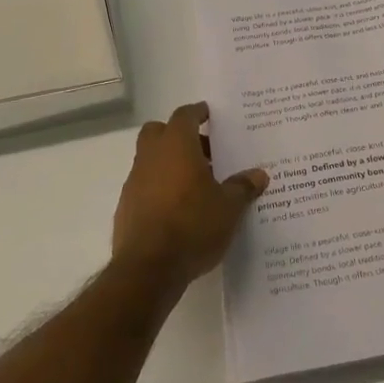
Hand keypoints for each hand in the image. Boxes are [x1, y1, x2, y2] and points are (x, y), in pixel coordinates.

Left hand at [112, 102, 266, 284]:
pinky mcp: (125, 208)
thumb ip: (243, 187)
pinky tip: (178, 210)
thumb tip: (259, 175)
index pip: (185, 115)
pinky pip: (144, 186)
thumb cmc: (193, 226)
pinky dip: (159, 188)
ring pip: (150, 159)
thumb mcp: (229, 208)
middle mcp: (150, 157)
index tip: (209, 114)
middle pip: (159, 131)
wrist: (148, 269)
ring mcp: (133, 182)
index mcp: (176, 146)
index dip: (198, 113)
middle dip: (178, 135)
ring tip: (196, 184)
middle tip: (204, 151)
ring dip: (169, 164)